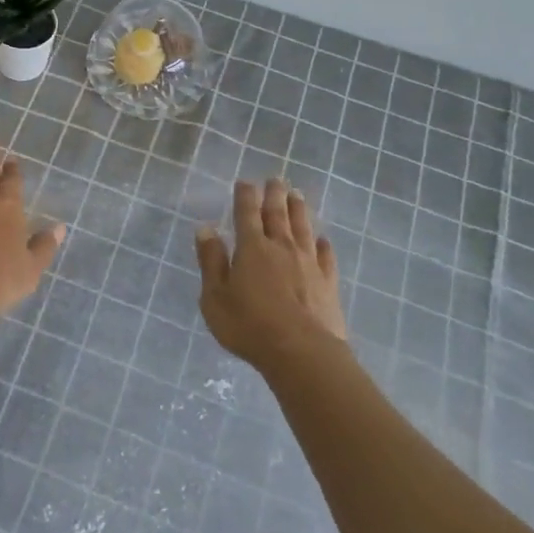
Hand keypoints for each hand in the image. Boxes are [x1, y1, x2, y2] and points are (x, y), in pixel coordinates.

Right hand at [196, 178, 347, 371]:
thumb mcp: (215, 297)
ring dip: (299, 210)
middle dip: (274, 195)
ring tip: (298, 195)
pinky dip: (324, 245)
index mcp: (252, 248)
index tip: (245, 182)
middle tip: (275, 179)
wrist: (302, 352)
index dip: (245, 195)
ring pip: (304, 228)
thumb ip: (211, 261)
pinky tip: (323, 240)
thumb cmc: (249, 326)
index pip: (247, 213)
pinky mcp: (328, 282)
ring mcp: (309, 263)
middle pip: (278, 214)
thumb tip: (205, 228)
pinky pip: (326, 256)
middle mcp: (282, 247)